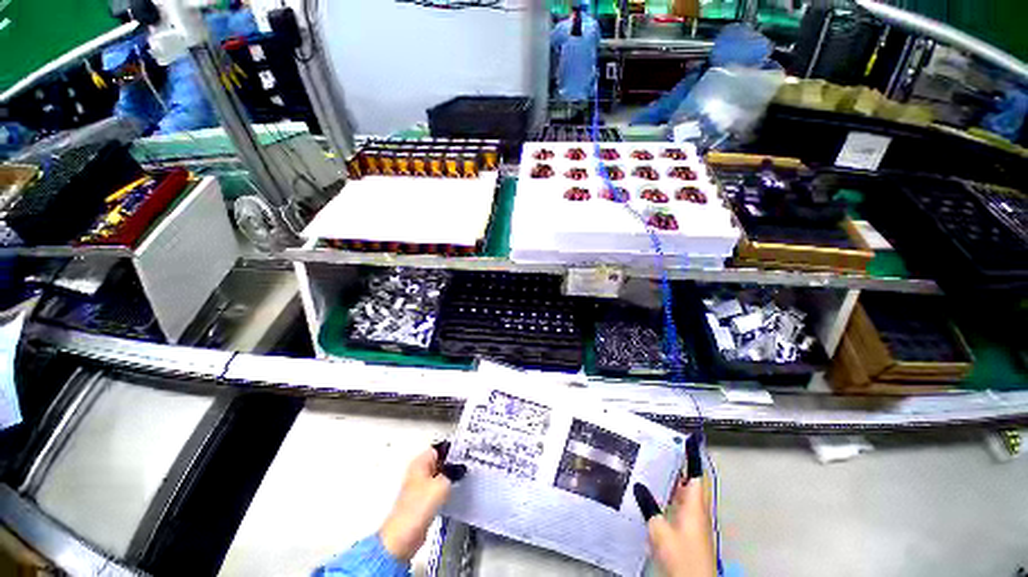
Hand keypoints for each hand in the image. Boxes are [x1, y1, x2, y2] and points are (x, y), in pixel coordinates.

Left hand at [379, 442, 466, 561]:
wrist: (403, 537)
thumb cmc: (419, 507)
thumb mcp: (442, 484)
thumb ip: (453, 472)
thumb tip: (460, 467)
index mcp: (420, 462)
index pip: (440, 448)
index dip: (453, 449)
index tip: (467, 452)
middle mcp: (419, 471)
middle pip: (439, 461)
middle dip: (452, 463)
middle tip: (468, 464)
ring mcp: (420, 486)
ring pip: (439, 475)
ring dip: (450, 476)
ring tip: (464, 476)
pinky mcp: (422, 500)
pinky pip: (438, 488)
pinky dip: (446, 488)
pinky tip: (455, 491)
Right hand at [634, 434, 716, 576]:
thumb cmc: (681, 555)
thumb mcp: (660, 530)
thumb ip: (649, 507)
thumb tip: (638, 486)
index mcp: (695, 506)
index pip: (696, 475)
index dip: (692, 457)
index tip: (686, 440)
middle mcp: (698, 511)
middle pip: (692, 482)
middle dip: (680, 466)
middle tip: (663, 449)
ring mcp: (695, 522)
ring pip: (686, 495)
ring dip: (675, 481)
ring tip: (656, 466)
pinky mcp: (689, 532)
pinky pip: (682, 506)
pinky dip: (672, 496)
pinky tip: (657, 496)